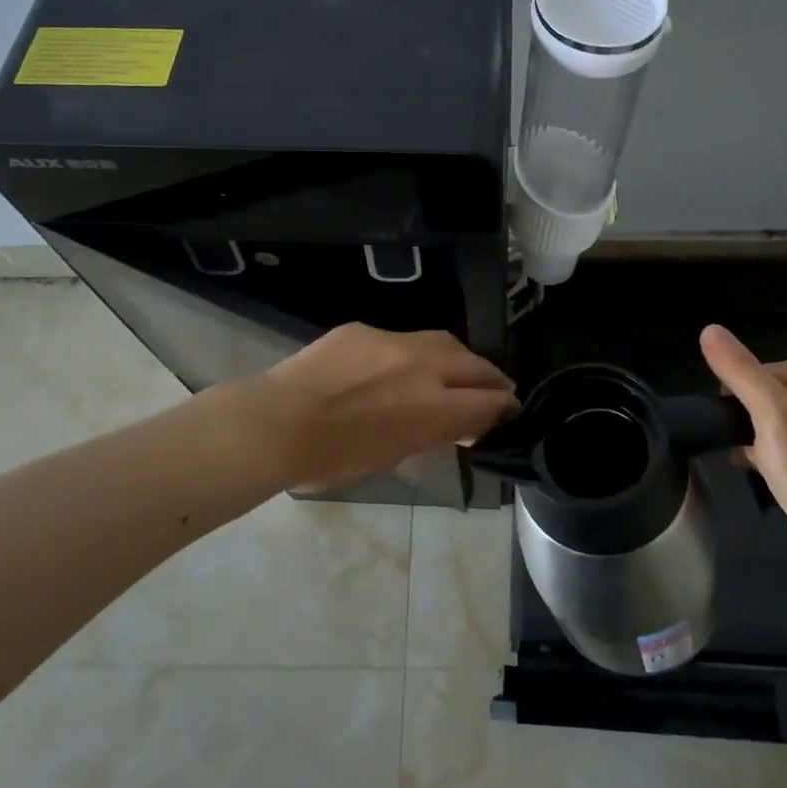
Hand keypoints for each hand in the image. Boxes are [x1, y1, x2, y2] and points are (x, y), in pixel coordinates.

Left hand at [243, 324, 518, 489]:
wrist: (276, 422)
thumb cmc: (332, 458)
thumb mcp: (391, 457)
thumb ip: (429, 434)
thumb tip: (452, 424)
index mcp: (433, 406)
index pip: (486, 403)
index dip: (503, 409)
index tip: (509, 412)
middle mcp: (423, 365)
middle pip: (474, 364)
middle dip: (490, 378)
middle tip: (498, 388)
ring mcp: (393, 340)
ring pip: (442, 341)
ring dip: (459, 358)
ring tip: (461, 369)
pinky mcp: (365, 328)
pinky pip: (401, 338)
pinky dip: (413, 353)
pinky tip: (401, 365)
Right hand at [699, 324, 786, 571]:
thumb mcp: (770, 409)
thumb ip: (739, 370)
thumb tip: (708, 328)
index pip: (748, 371)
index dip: (738, 397)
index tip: (749, 423)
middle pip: (749, 393)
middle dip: (741, 418)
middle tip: (751, 443)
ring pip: (752, 419)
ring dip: (744, 437)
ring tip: (753, 459)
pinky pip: (760, 441)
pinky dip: (751, 453)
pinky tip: (753, 469)